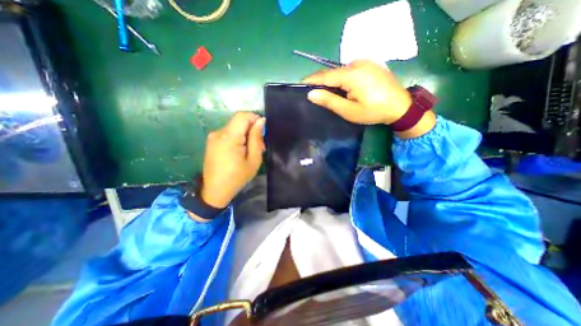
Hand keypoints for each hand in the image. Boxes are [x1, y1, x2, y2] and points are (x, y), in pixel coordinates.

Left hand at [199, 112, 264, 207]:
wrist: (215, 191)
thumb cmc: (237, 178)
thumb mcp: (253, 160)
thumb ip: (256, 139)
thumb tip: (260, 121)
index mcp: (229, 137)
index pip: (242, 116)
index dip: (255, 118)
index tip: (262, 131)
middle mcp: (218, 133)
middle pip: (238, 121)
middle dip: (251, 129)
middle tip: (260, 146)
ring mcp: (213, 137)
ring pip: (234, 127)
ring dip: (245, 135)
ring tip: (251, 151)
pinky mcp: (211, 142)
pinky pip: (228, 134)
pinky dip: (237, 138)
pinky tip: (241, 151)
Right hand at [302, 58, 410, 124]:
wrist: (400, 107)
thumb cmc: (373, 111)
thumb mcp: (349, 110)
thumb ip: (330, 101)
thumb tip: (311, 94)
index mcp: (352, 75)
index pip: (325, 76)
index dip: (312, 80)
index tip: (301, 84)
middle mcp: (357, 64)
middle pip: (333, 72)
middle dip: (321, 81)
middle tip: (313, 92)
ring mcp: (365, 62)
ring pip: (341, 71)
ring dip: (332, 80)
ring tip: (326, 92)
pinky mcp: (370, 65)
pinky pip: (350, 70)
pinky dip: (342, 78)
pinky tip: (342, 88)